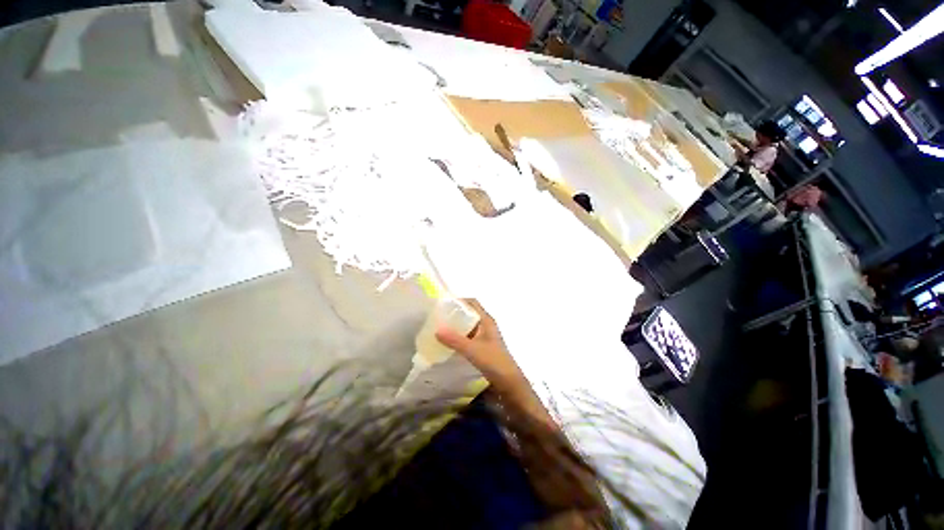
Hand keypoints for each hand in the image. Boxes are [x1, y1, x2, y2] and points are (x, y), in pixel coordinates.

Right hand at [436, 299, 555, 428]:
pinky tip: (448, 343)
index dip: (459, 300)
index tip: (444, 304)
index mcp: (486, 320)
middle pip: (469, 313)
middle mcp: (486, 325)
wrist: (509, 382)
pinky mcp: (482, 347)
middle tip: (438, 317)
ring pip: (468, 326)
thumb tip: (437, 330)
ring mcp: (484, 336)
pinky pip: (468, 337)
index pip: (472, 303)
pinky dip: (458, 337)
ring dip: (456, 326)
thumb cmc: (494, 361)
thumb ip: (455, 340)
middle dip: (455, 314)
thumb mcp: (472, 350)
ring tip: (440, 328)